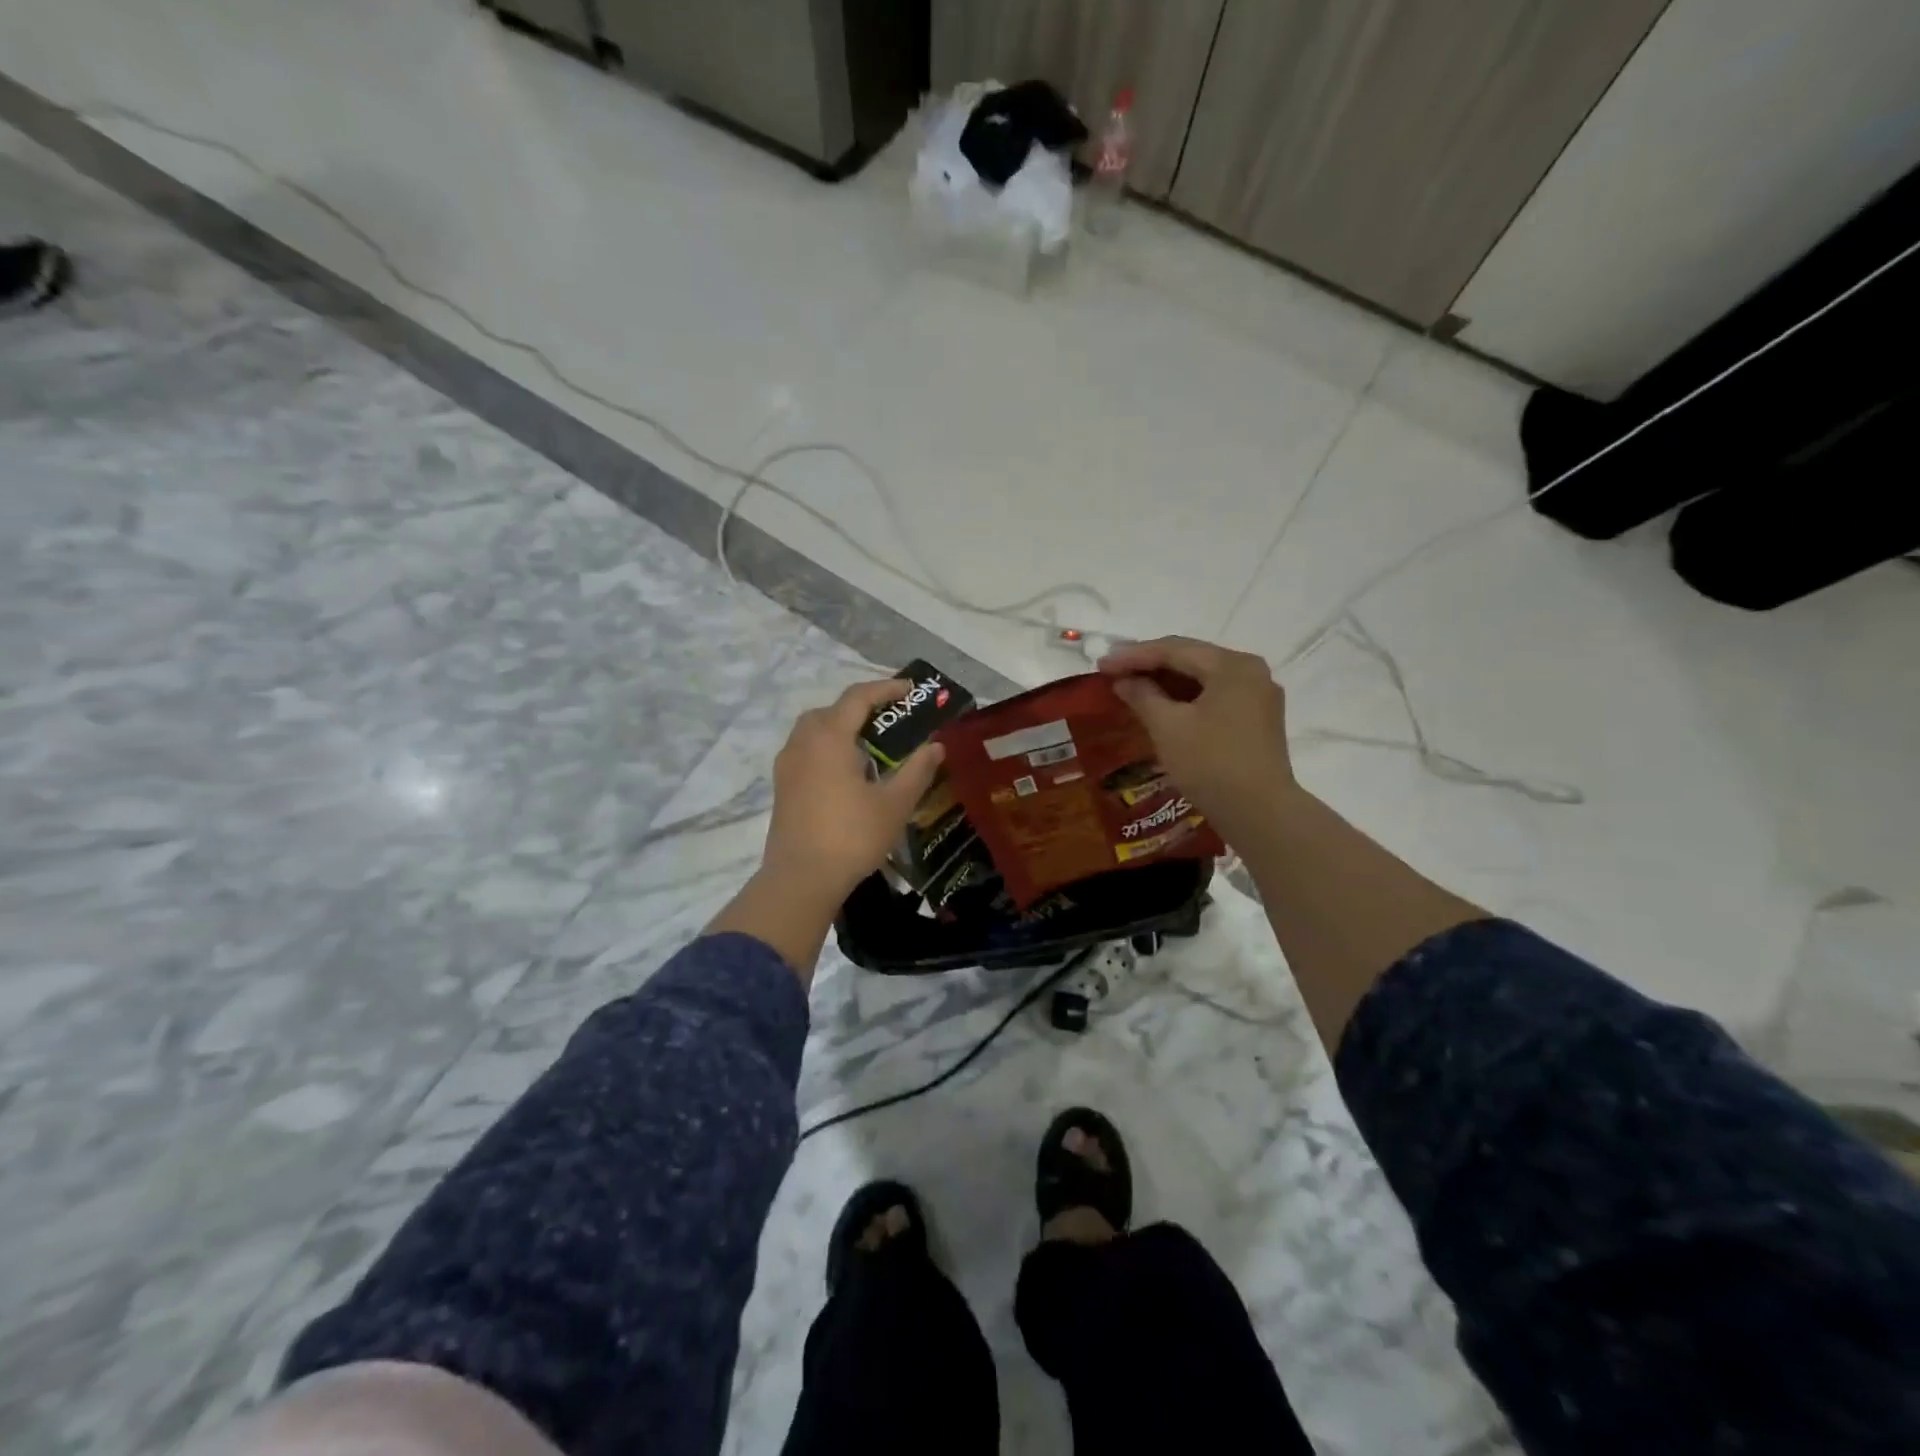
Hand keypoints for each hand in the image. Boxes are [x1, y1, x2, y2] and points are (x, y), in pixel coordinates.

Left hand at [762, 678, 945, 909]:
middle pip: (831, 710)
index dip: (886, 688)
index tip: (910, 690)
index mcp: (829, 737)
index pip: (858, 697)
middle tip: (890, 717)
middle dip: (860, 707)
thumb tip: (936, 746)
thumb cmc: (852, 836)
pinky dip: (827, 748)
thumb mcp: (894, 804)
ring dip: (840, 727)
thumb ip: (917, 770)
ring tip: (869, 744)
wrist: (801, 879)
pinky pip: (805, 751)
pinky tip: (846, 772)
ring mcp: (787, 765)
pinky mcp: (782, 786)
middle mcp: (803, 742)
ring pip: (813, 730)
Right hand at [1097, 636, 1296, 842]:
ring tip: (1131, 687)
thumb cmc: (1210, 764)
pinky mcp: (1257, 719)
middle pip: (1191, 659)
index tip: (1101, 664)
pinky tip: (1161, 706)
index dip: (1133, 655)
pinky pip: (1214, 696)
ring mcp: (1258, 695)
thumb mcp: (1168, 727)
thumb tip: (1124, 681)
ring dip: (1166, 682)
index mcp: (1232, 665)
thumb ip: (1142, 695)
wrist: (1260, 813)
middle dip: (1150, 665)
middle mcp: (1251, 671)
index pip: (1174, 649)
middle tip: (1113, 672)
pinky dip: (1185, 698)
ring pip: (1203, 678)